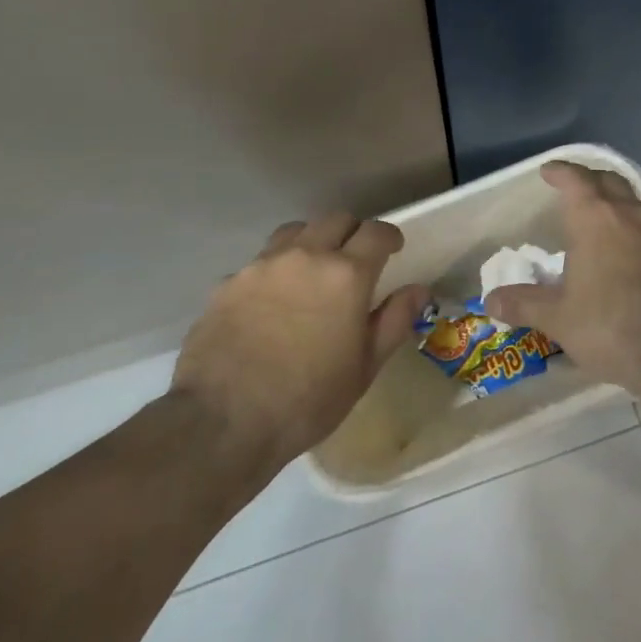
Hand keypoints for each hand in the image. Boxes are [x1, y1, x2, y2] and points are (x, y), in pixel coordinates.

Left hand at [170, 214, 429, 466]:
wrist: (223, 421)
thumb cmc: (307, 400)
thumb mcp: (364, 368)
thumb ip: (394, 321)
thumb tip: (418, 290)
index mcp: (346, 274)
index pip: (376, 232)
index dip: (389, 237)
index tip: (393, 250)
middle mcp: (306, 256)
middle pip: (336, 220)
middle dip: (352, 233)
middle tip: (355, 260)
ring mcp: (262, 265)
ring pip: (295, 231)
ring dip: (312, 242)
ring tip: (312, 271)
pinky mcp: (228, 281)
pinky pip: (260, 261)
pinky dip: (275, 270)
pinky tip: (270, 303)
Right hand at [484, 162, 640, 395]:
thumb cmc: (612, 326)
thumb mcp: (559, 319)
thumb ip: (524, 304)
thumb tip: (491, 299)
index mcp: (596, 219)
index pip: (576, 180)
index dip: (561, 172)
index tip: (548, 171)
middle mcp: (629, 215)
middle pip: (609, 181)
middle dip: (589, 180)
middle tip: (572, 188)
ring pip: (633, 202)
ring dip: (614, 201)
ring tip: (597, 219)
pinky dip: (631, 226)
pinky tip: (624, 251)